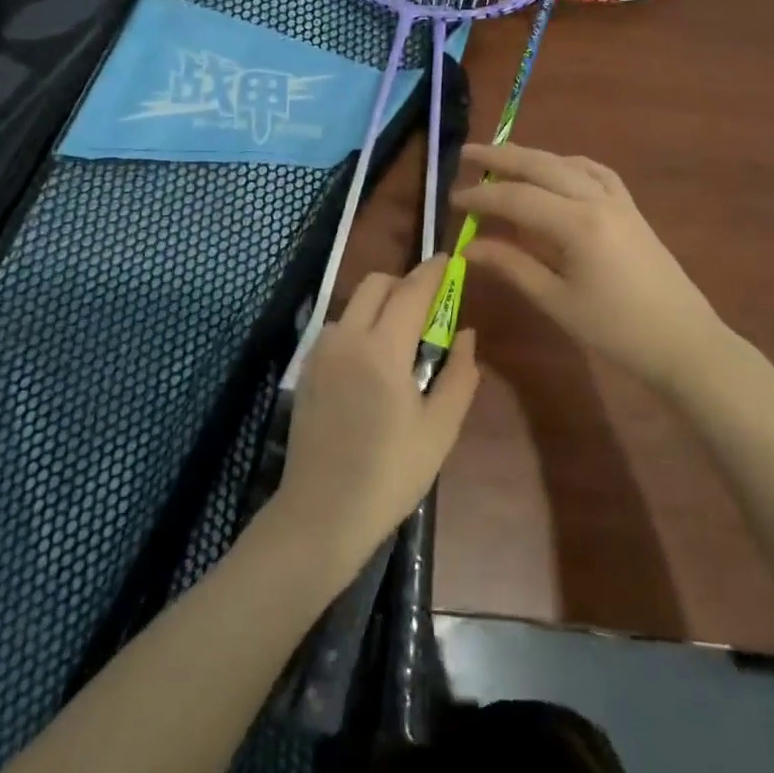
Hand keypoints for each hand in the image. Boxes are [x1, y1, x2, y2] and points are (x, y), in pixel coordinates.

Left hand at [272, 257, 481, 578]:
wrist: (321, 513)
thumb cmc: (390, 474)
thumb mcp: (439, 429)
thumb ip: (459, 375)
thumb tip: (466, 335)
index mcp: (383, 350)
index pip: (411, 291)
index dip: (432, 272)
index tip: (450, 260)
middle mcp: (347, 338)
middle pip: (375, 284)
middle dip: (404, 283)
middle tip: (429, 305)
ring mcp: (321, 353)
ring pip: (353, 304)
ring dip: (380, 305)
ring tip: (402, 339)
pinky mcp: (307, 370)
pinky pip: (338, 328)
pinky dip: (360, 325)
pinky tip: (373, 361)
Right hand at [455, 143, 732, 393]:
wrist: (683, 341)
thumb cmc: (616, 330)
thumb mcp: (557, 301)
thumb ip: (512, 266)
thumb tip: (469, 246)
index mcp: (578, 224)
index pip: (517, 198)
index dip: (481, 197)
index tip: (452, 201)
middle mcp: (598, 199)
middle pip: (542, 165)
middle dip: (501, 157)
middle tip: (466, 154)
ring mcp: (619, 200)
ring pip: (567, 162)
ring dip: (532, 157)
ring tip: (501, 159)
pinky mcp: (631, 208)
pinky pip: (594, 171)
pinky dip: (566, 164)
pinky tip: (554, 171)